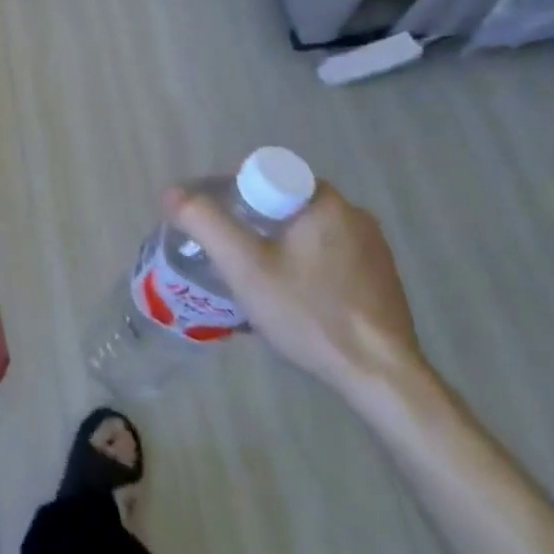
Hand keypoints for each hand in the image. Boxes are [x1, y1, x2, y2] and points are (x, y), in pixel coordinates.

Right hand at [164, 179, 421, 397]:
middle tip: (227, 254)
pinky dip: (303, 264)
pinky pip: (328, 255)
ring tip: (253, 277)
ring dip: (277, 244)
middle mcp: (353, 213)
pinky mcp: (381, 277)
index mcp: (323, 199)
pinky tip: (291, 296)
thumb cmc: (309, 313)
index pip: (263, 177)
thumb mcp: (244, 266)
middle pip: (283, 204)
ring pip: (305, 231)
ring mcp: (372, 247)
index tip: (212, 224)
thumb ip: (205, 222)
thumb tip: (172, 193)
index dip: (229, 195)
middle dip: (250, 222)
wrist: (381, 377)